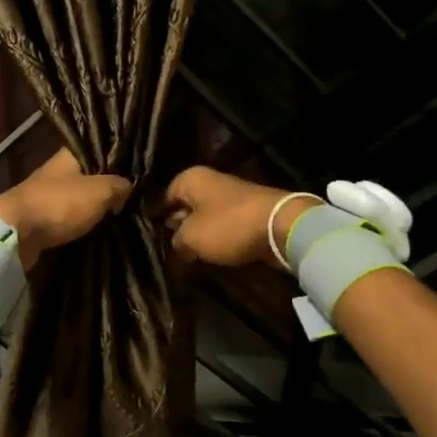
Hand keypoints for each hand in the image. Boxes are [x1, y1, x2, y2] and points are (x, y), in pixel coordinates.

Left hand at [0, 149, 131, 267]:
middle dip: (108, 185)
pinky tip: (99, 228)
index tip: (138, 168)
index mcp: (69, 155)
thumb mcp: (99, 191)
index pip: (99, 147)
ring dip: (95, 206)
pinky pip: (69, 217)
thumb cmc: (59, 204)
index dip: (118, 156)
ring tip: (122, 214)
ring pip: (79, 197)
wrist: (15, 234)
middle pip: (90, 174)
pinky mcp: (42, 218)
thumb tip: (129, 186)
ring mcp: (48, 194)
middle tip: (135, 196)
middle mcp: (58, 171)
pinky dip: (82, 222)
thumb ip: (118, 185)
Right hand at [165, 165, 317, 268]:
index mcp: (191, 178)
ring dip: (201, 236)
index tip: (155, 239)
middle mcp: (210, 181)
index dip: (159, 218)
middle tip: (173, 251)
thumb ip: (177, 241)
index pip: (165, 197)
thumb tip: (177, 244)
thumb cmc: (228, 226)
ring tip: (192, 258)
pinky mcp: (249, 212)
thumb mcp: (191, 238)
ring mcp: (232, 196)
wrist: (281, 226)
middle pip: (186, 206)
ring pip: (206, 217)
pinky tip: (215, 255)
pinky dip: (220, 239)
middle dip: (180, 228)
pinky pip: (226, 226)